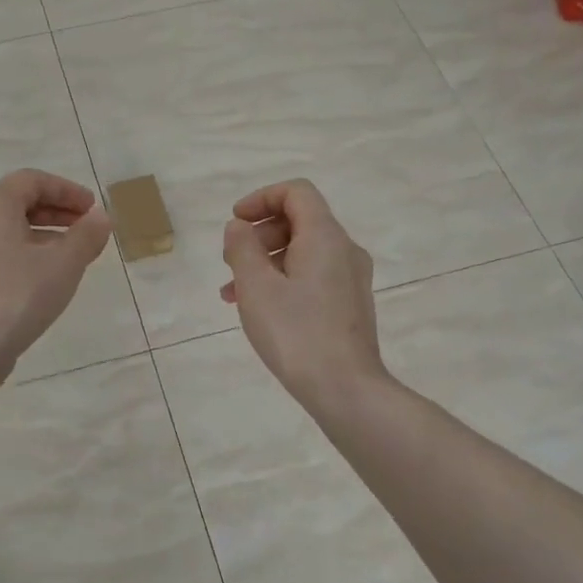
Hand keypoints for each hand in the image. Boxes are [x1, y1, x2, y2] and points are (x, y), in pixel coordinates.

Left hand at [0, 169, 113, 378]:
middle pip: (19, 203)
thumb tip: (101, 217)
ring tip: (74, 256)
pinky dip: (29, 256)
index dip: (67, 190)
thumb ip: (86, 236)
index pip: (32, 180)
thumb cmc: (17, 295)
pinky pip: (2, 254)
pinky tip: (48, 281)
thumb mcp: (63, 263)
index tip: (92, 209)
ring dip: (46, 236)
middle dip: (58, 212)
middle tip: (87, 229)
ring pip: (11, 231)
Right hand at [221, 180, 386, 414]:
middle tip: (231, 261)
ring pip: (303, 252)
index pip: (296, 192)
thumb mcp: (256, 287)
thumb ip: (242, 248)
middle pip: (300, 221)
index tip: (235, 222)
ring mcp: (351, 279)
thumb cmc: (296, 333)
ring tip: (234, 292)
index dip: (261, 198)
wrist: (346, 389)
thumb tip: (239, 227)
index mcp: (325, 236)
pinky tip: (260, 309)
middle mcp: (344, 250)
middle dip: (260, 234)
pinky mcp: (350, 304)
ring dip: (266, 261)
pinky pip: (313, 276)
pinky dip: (283, 280)